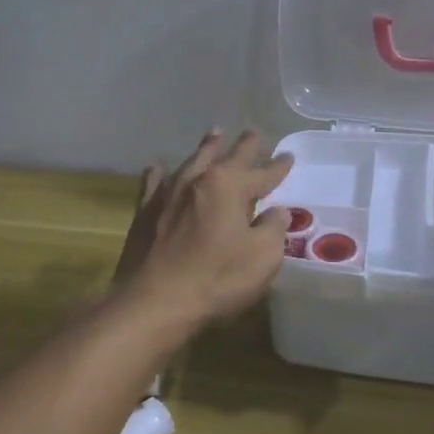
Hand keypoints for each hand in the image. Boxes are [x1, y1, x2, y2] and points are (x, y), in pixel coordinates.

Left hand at [113, 130, 293, 332]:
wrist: (154, 301)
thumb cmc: (216, 278)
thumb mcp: (262, 257)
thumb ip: (273, 229)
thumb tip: (278, 211)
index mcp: (229, 186)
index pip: (262, 173)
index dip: (277, 167)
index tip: (288, 156)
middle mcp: (198, 180)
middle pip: (227, 157)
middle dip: (244, 146)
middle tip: (254, 132)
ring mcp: (168, 193)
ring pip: (192, 162)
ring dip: (207, 149)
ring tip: (215, 135)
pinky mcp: (145, 211)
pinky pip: (155, 183)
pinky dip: (160, 173)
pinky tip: (158, 167)